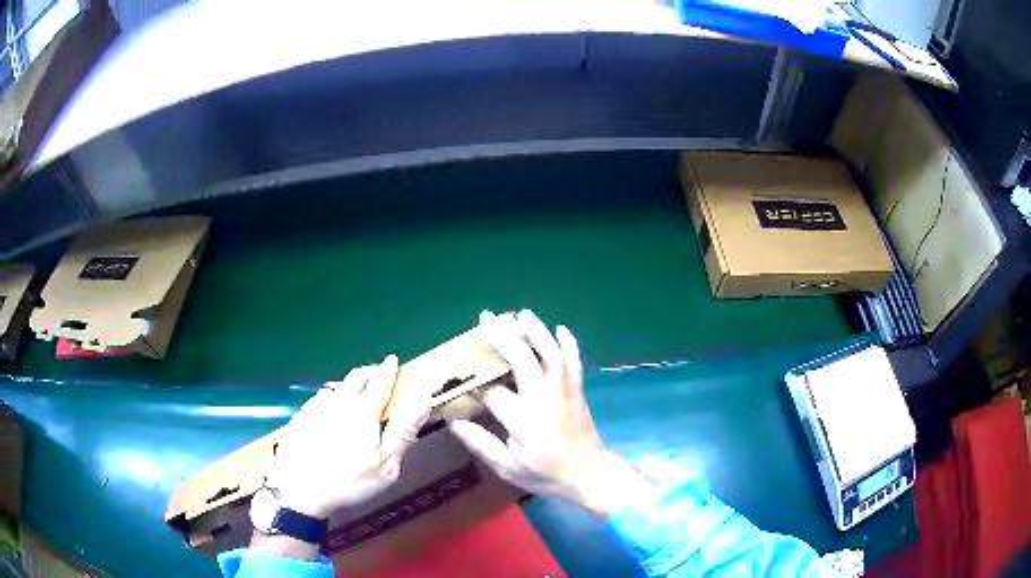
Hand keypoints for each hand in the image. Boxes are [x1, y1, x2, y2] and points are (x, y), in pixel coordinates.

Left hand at [267, 355, 432, 518]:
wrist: (299, 490)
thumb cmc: (349, 481)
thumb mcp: (386, 464)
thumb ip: (404, 432)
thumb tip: (423, 401)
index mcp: (363, 411)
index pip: (379, 382)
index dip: (388, 370)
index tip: (393, 359)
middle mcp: (339, 401)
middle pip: (355, 377)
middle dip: (369, 371)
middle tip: (377, 374)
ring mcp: (316, 407)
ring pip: (336, 387)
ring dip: (349, 385)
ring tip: (354, 394)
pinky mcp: (300, 417)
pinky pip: (320, 398)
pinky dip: (331, 398)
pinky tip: (330, 411)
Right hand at [447, 310, 657, 516]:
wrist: (589, 474)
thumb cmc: (546, 473)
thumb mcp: (507, 467)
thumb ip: (480, 443)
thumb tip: (453, 421)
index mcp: (522, 420)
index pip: (492, 390)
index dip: (473, 380)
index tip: (458, 373)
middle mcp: (543, 398)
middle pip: (522, 359)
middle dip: (503, 337)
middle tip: (486, 320)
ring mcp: (564, 390)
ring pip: (551, 353)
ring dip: (536, 331)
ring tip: (521, 314)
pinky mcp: (577, 389)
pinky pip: (574, 361)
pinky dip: (569, 343)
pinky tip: (560, 328)